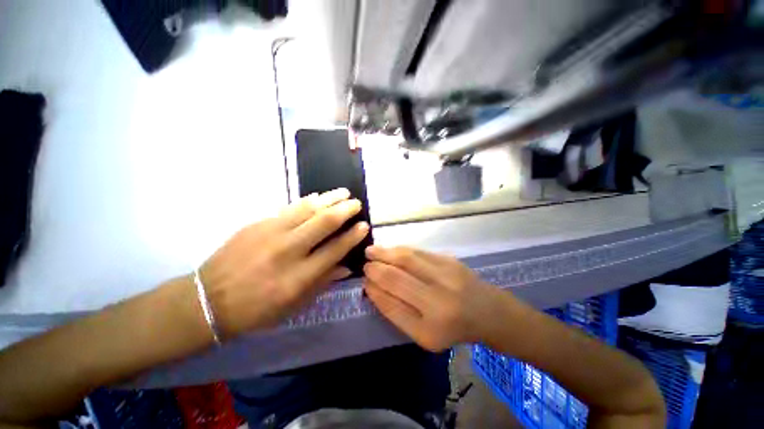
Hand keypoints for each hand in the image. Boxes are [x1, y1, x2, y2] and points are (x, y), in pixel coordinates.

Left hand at [199, 189, 368, 337]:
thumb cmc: (255, 310)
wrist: (207, 300)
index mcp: (299, 277)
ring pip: (308, 208)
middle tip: (356, 203)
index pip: (335, 249)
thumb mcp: (294, 306)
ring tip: (343, 192)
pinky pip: (289, 208)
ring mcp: (271, 233)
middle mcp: (288, 251)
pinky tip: (317, 197)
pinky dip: (307, 201)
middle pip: (324, 223)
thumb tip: (346, 266)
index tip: (364, 226)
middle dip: (345, 210)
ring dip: (329, 198)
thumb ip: (322, 282)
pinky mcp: (257, 224)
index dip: (353, 236)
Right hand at [363, 246, 510, 351]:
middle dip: (376, 269)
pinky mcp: (450, 260)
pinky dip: (400, 250)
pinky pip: (418, 252)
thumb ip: (397, 312)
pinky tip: (391, 250)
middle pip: (396, 278)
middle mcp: (439, 301)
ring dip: (385, 253)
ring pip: (406, 259)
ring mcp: (446, 276)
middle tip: (365, 263)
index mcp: (430, 328)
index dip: (374, 291)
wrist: (488, 312)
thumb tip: (374, 287)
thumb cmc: (454, 328)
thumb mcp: (424, 334)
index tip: (364, 282)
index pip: (391, 304)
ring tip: (371, 251)